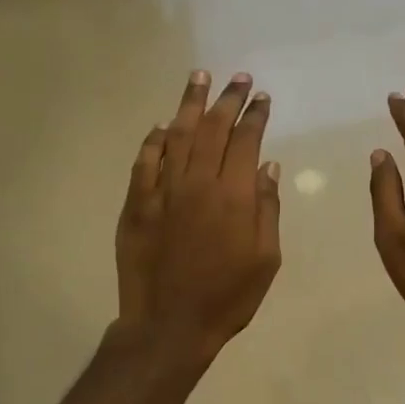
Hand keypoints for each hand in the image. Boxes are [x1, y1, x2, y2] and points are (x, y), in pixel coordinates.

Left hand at [116, 70, 281, 364]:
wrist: (169, 325)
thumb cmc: (227, 297)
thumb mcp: (266, 259)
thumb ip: (267, 208)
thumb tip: (268, 166)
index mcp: (234, 196)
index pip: (246, 141)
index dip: (255, 116)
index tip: (261, 98)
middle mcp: (197, 183)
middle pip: (213, 129)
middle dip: (228, 100)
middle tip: (238, 78)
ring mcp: (162, 191)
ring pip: (176, 135)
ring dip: (190, 105)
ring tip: (199, 79)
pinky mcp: (136, 204)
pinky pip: (145, 162)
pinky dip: (154, 140)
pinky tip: (161, 125)